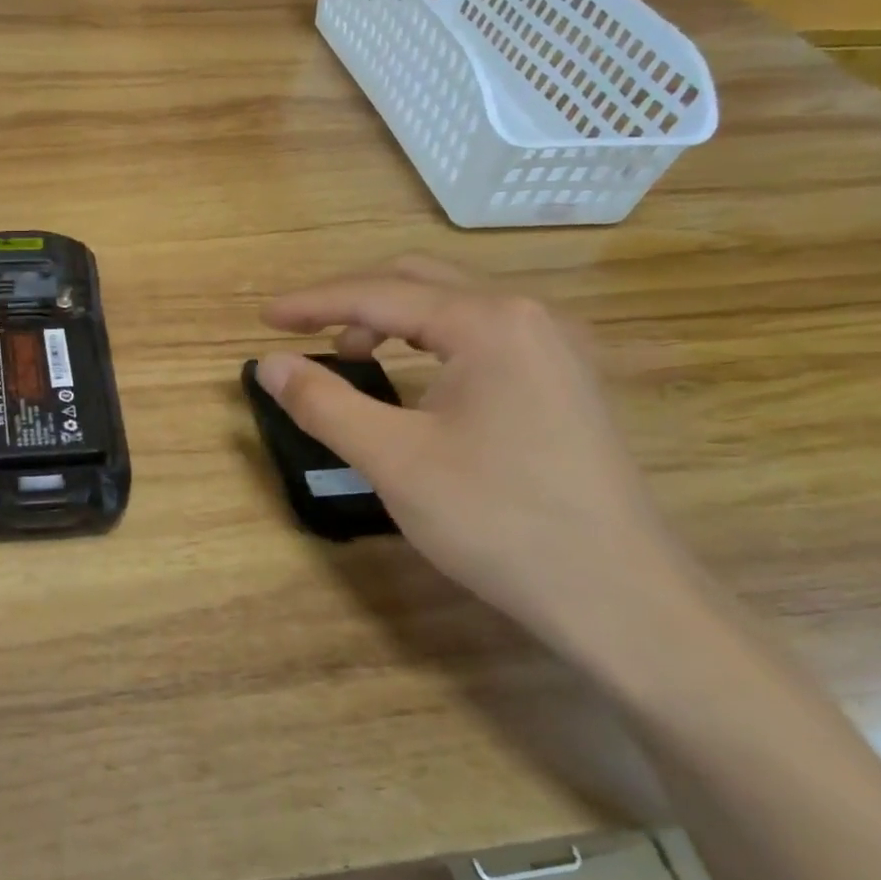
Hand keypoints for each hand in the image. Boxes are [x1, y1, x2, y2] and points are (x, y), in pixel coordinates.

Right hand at [257, 257, 687, 656]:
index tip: (263, 317)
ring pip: (454, 309)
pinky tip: (415, 378)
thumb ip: (323, 403)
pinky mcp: (565, 383)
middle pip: (421, 283)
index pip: (380, 294)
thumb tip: (269, 364)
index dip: (313, 303)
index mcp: (489, 322)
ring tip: (350, 357)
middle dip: (353, 303)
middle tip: (302, 333)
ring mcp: (556, 349)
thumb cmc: (497, 519)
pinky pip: (483, 339)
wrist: (617, 595)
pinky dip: (431, 344)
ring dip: (393, 322)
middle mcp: (529, 317)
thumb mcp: (393, 459)